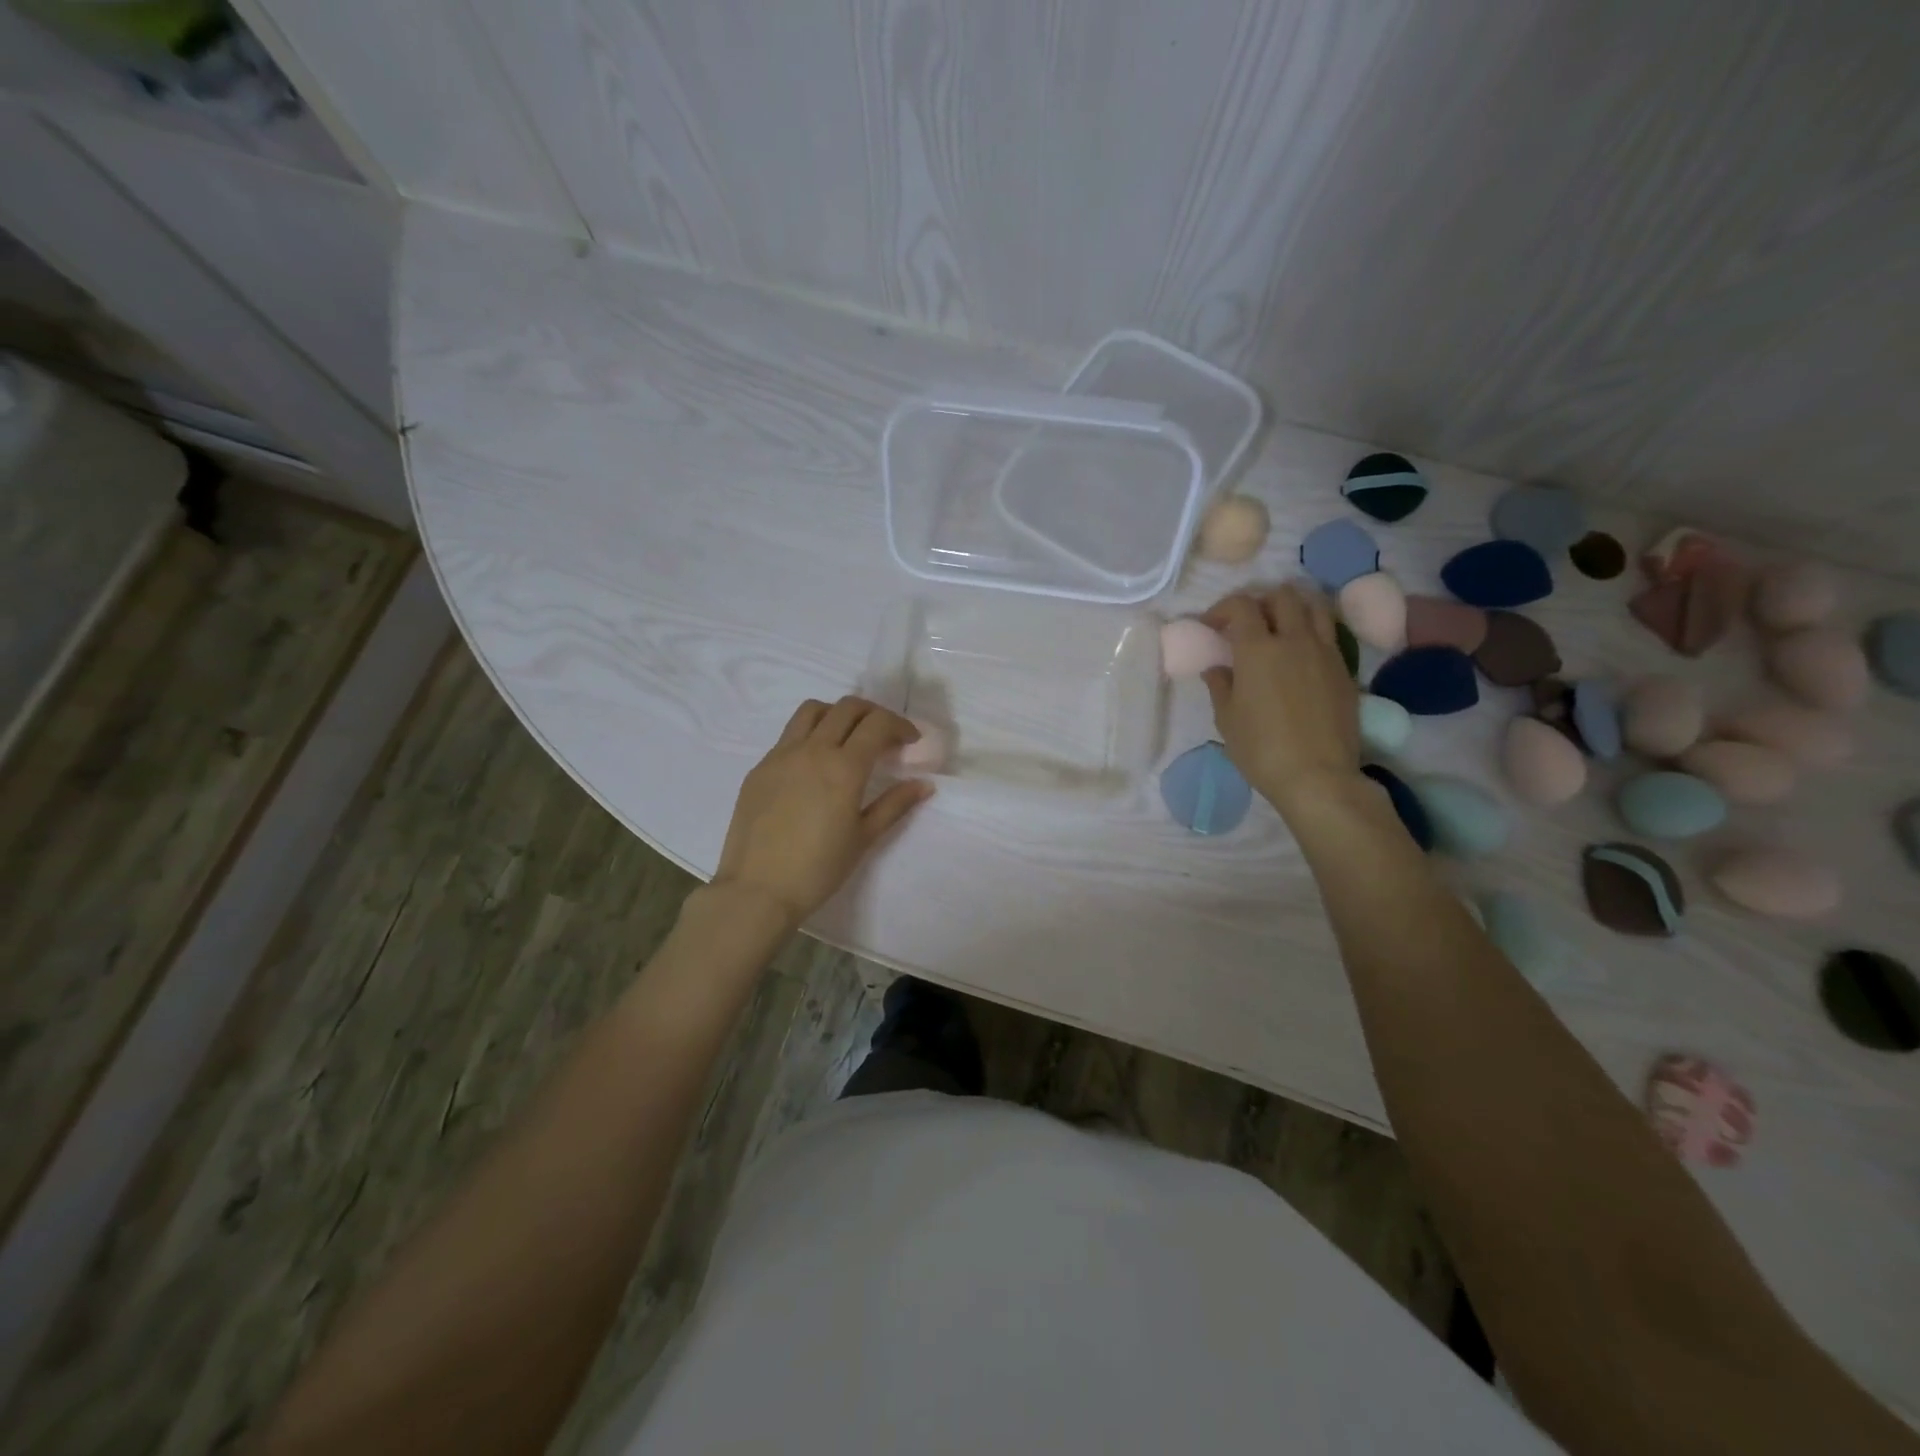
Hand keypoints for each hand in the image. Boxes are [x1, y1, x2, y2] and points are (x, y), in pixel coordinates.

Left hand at [712, 696, 933, 928]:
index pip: (877, 724)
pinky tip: (814, 766)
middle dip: (873, 713)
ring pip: (812, 711)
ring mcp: (781, 755)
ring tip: (847, 738)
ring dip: (837, 714)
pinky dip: (810, 735)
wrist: (757, 890)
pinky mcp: (760, 767)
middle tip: (885, 736)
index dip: (900, 725)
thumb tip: (924, 785)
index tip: (910, 740)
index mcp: (843, 767)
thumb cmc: (818, 869)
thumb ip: (895, 805)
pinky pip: (788, 736)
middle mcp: (812, 750)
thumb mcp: (863, 837)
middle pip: (847, 708)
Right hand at [1201, 587, 1360, 816]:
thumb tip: (1217, 668)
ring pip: (1314, 606)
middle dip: (1260, 601)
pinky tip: (1301, 651)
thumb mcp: (1227, 720)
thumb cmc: (1261, 750)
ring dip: (1293, 606)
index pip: (1241, 606)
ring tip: (1280, 625)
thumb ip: (1220, 686)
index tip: (1212, 625)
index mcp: (1257, 649)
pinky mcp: (1344, 668)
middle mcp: (1294, 640)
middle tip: (1247, 623)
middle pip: (1282, 596)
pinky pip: (1329, 632)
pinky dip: (1313, 629)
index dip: (1222, 608)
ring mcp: (1324, 651)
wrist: (1317, 776)